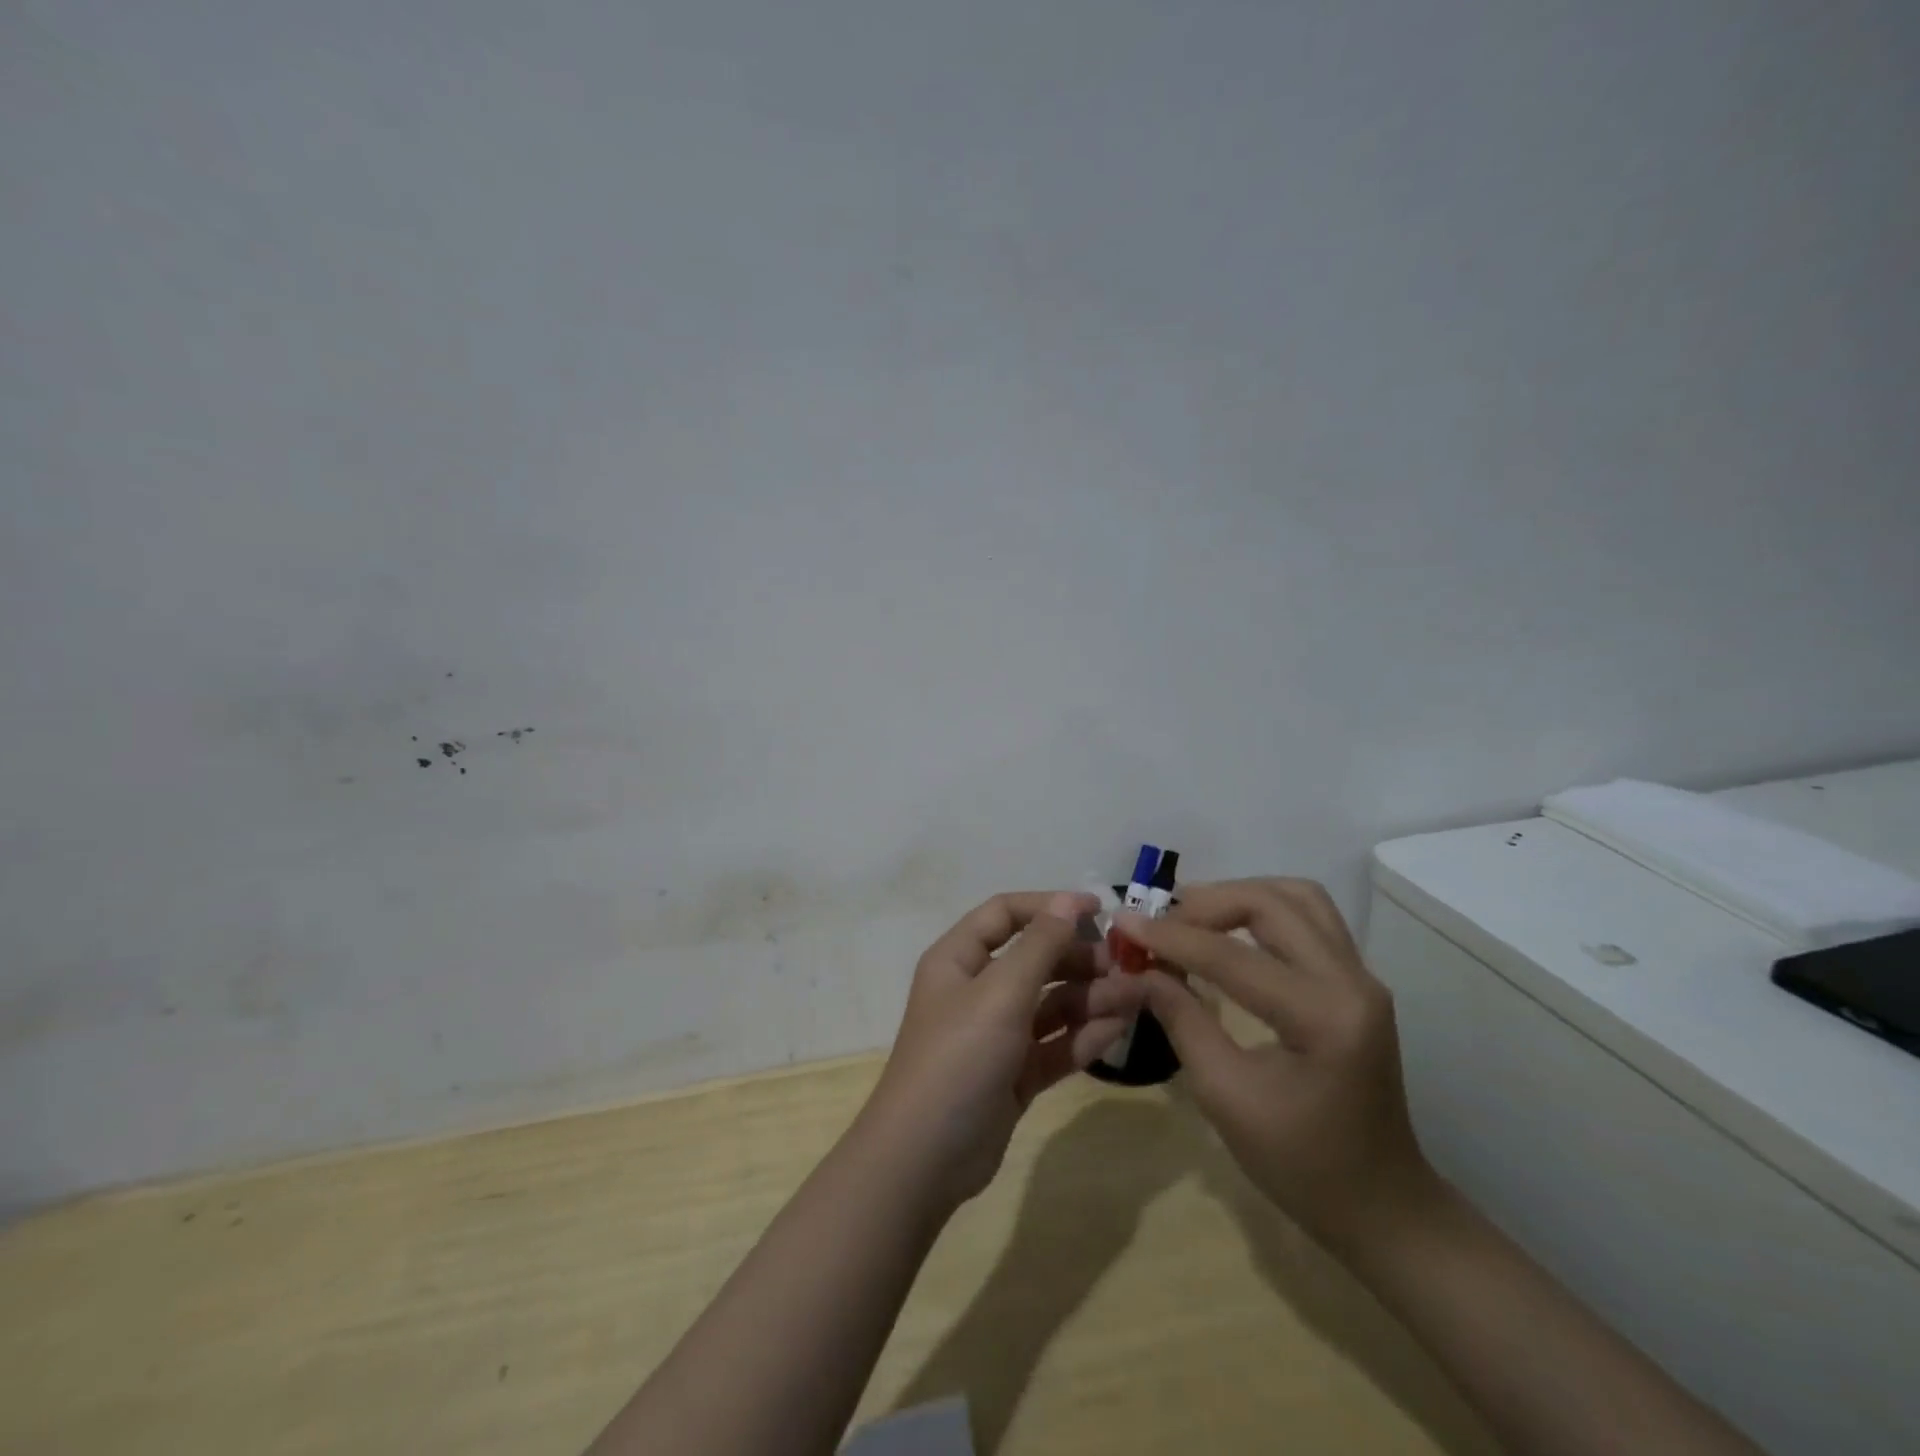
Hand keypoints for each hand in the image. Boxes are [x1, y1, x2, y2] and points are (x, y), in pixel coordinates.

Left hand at [861, 890, 1148, 1209]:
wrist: (925, 1158)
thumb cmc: (958, 1057)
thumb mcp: (1000, 993)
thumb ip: (1039, 945)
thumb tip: (1069, 900)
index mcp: (959, 959)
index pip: (1006, 914)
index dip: (1049, 907)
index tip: (1100, 910)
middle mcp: (977, 990)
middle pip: (1035, 959)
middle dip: (1079, 959)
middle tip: (1126, 966)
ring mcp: (997, 1034)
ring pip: (1050, 1004)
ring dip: (1090, 998)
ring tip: (1133, 998)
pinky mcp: (1014, 1074)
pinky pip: (1054, 1044)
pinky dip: (1083, 1036)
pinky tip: (1117, 1030)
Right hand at [1116, 878, 1438, 1249]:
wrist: (1382, 1206)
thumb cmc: (1301, 1165)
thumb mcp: (1226, 1096)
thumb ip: (1181, 1021)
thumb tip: (1135, 972)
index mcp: (1325, 1018)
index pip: (1233, 957)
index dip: (1171, 938)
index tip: (1123, 923)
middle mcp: (1353, 981)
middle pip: (1272, 904)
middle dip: (1207, 904)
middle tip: (1160, 923)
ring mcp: (1361, 976)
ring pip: (1296, 897)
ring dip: (1239, 896)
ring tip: (1192, 918)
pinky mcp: (1356, 980)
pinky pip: (1308, 917)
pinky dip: (1262, 910)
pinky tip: (1228, 932)